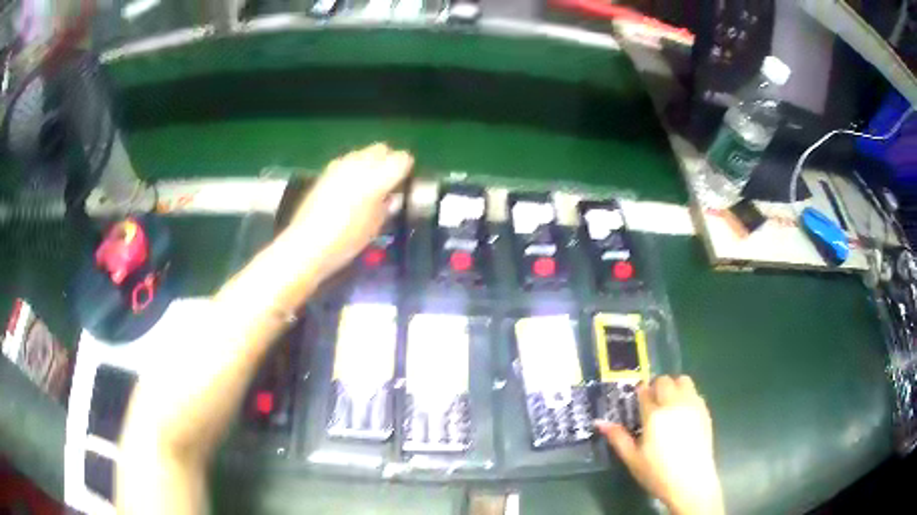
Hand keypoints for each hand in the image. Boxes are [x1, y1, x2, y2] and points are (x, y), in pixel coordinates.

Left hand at [285, 143, 412, 276]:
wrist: (308, 244)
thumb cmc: (346, 241)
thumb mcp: (375, 227)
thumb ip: (386, 206)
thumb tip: (391, 197)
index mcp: (378, 179)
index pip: (402, 159)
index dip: (406, 168)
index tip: (405, 181)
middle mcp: (359, 165)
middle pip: (381, 149)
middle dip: (387, 159)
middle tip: (388, 179)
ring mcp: (340, 166)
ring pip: (362, 152)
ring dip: (369, 162)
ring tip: (368, 183)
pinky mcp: (325, 172)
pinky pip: (346, 162)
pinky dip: (352, 168)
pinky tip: (349, 187)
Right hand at [595, 376, 723, 514]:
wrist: (691, 482)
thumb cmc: (657, 473)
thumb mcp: (632, 459)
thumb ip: (617, 437)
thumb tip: (599, 422)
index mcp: (655, 415)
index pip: (645, 392)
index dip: (639, 393)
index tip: (636, 401)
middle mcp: (675, 404)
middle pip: (664, 381)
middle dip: (656, 387)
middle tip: (651, 403)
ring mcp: (692, 405)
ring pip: (683, 380)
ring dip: (673, 386)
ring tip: (668, 404)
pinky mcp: (705, 411)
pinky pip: (694, 392)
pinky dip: (686, 396)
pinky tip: (682, 414)